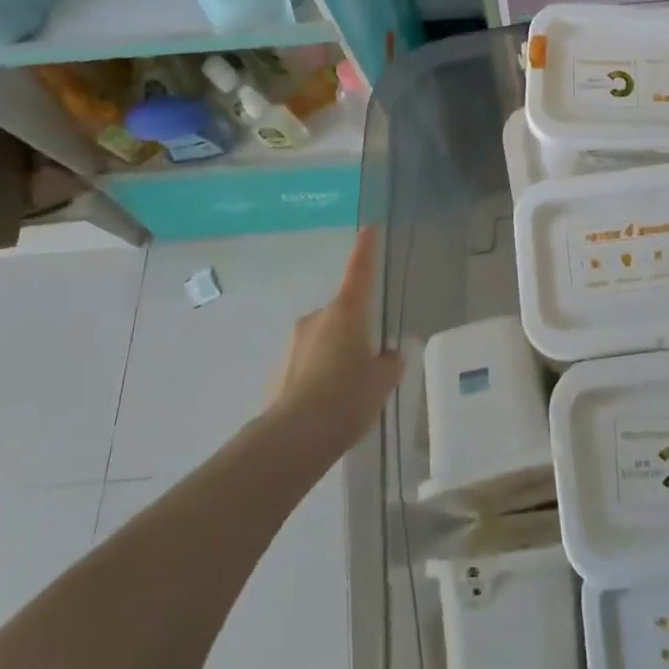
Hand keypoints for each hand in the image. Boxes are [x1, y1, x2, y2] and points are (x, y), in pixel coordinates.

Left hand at [268, 227, 403, 453]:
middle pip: (343, 314)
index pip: (360, 271)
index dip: (366, 249)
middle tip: (370, 364)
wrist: (292, 440)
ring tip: (348, 393)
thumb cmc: (346, 399)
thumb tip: (387, 356)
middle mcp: (318, 318)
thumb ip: (388, 363)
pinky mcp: (280, 370)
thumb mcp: (382, 381)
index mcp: (346, 312)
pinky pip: (309, 363)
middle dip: (356, 332)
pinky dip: (320, 375)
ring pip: (325, 340)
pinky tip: (328, 404)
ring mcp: (295, 343)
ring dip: (337, 355)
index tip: (369, 228)